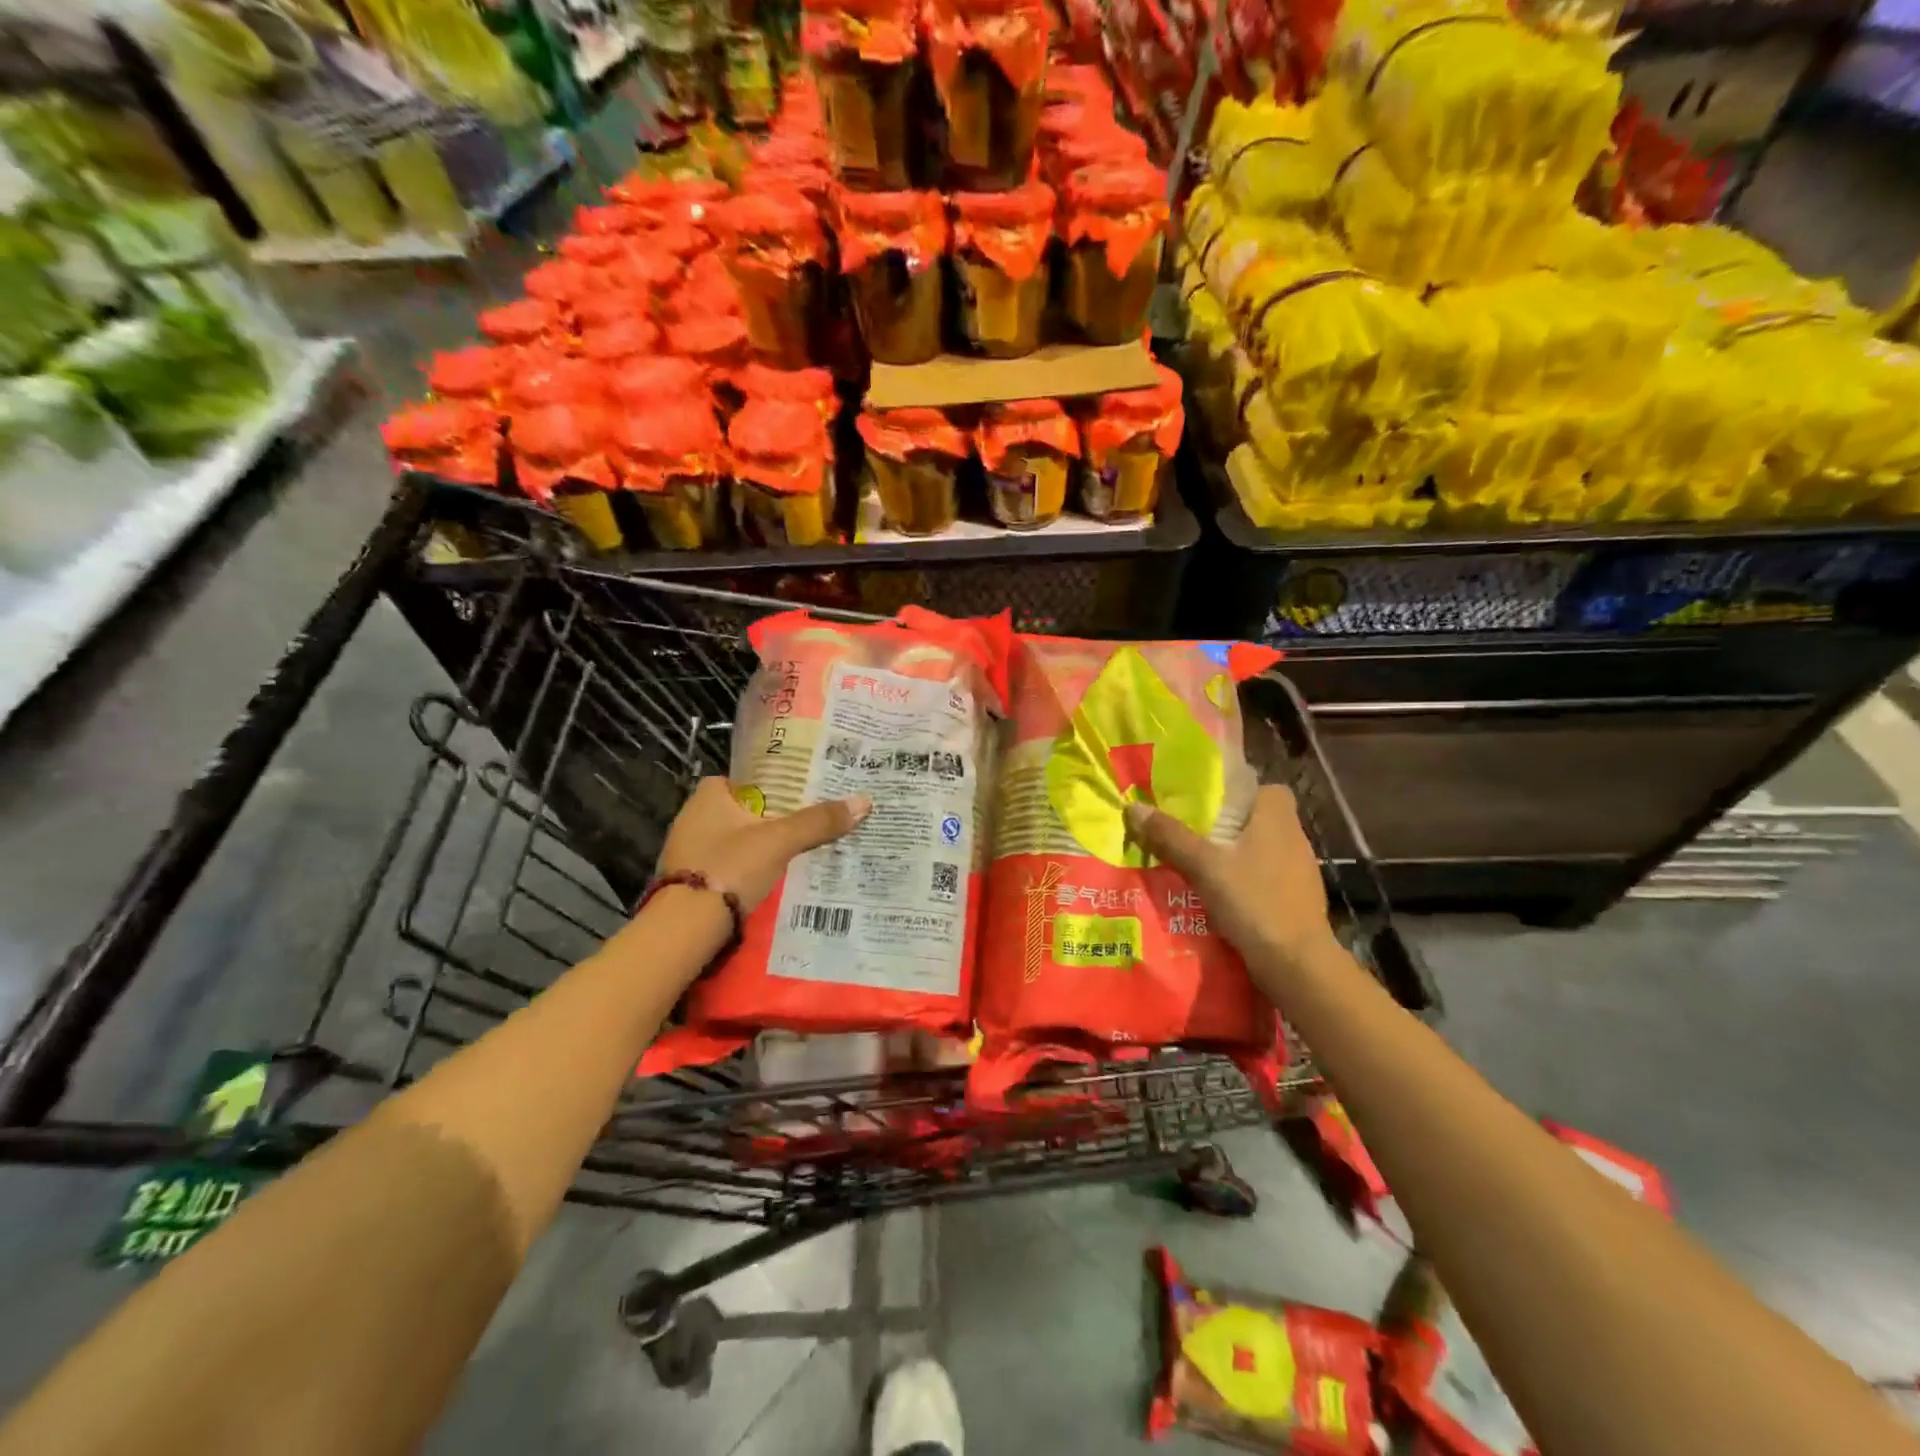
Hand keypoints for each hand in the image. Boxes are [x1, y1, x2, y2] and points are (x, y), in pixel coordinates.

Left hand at [657, 777, 871, 911]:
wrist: (685, 928)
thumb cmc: (730, 867)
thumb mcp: (780, 841)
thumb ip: (818, 822)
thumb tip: (864, 801)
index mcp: (707, 797)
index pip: (741, 778)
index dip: (768, 783)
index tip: (797, 792)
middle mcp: (692, 819)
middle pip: (740, 811)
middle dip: (769, 817)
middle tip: (806, 820)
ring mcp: (688, 853)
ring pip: (734, 841)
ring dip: (759, 846)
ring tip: (797, 850)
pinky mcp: (691, 883)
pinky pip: (727, 868)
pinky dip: (747, 871)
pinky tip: (772, 879)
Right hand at [1124, 785, 1336, 975]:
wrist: (1296, 963)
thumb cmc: (1253, 900)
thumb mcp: (1204, 866)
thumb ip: (1170, 836)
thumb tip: (1134, 807)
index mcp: (1277, 817)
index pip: (1263, 787)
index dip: (1238, 790)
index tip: (1207, 802)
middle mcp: (1294, 837)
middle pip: (1258, 818)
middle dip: (1228, 824)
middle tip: (1191, 832)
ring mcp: (1300, 870)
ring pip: (1261, 849)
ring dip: (1235, 854)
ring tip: (1198, 864)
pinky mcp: (1297, 899)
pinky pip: (1266, 877)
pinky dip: (1245, 881)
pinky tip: (1220, 895)